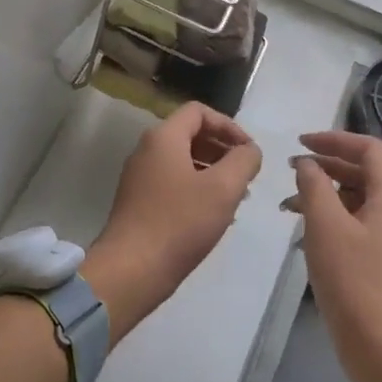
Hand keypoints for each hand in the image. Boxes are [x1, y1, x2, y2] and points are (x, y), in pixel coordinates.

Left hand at [84, 103, 262, 341]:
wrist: (132, 269)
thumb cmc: (180, 223)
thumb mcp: (223, 189)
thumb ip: (243, 161)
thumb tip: (250, 150)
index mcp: (163, 137)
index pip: (198, 112)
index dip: (229, 126)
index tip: (249, 151)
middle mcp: (147, 150)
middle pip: (190, 134)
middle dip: (222, 150)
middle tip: (246, 175)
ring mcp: (140, 176)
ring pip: (182, 161)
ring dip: (212, 171)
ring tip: (236, 197)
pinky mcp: (138, 201)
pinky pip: (172, 182)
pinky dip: (196, 189)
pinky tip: (213, 215)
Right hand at [290, 131, 381, 381]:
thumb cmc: (354, 280)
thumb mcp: (325, 225)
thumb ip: (313, 185)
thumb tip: (306, 163)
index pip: (367, 148)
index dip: (333, 139)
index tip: (299, 143)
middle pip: (363, 171)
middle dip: (325, 165)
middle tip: (289, 170)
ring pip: (356, 198)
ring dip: (323, 193)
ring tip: (287, 204)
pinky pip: (356, 222)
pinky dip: (330, 218)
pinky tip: (302, 233)